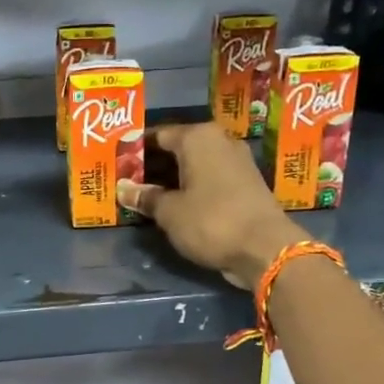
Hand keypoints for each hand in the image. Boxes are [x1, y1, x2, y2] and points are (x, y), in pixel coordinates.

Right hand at [116, 122, 305, 287]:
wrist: (265, 248)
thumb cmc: (211, 221)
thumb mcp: (170, 212)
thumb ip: (146, 197)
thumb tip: (124, 190)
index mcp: (197, 137)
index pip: (157, 135)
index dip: (135, 150)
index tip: (118, 165)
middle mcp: (219, 141)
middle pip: (177, 148)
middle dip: (153, 165)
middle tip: (128, 182)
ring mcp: (236, 161)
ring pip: (194, 164)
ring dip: (172, 178)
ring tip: (147, 195)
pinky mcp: (246, 183)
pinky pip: (209, 178)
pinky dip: (191, 187)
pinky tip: (175, 203)